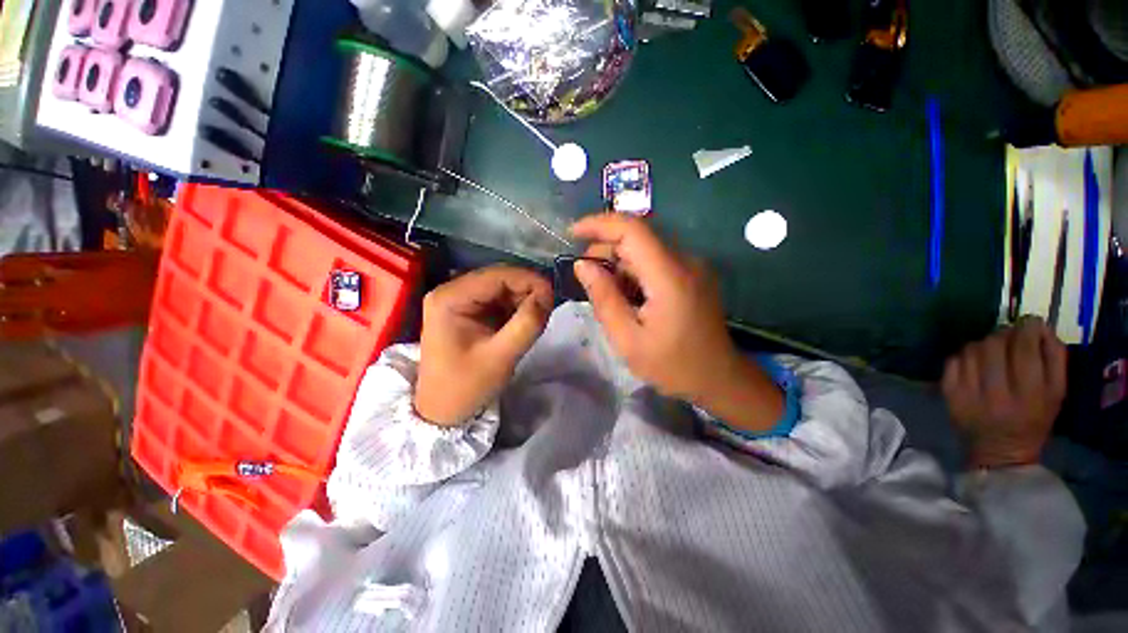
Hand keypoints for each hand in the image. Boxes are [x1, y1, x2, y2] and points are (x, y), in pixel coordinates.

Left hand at [415, 266, 552, 425]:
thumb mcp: (501, 357)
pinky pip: (498, 299)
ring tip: (535, 318)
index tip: (552, 296)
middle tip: (547, 309)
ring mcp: (458, 299)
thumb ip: (527, 324)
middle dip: (526, 290)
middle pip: (499, 278)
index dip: (529, 281)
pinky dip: (515, 307)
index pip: (497, 275)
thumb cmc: (466, 386)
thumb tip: (548, 296)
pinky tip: (522, 321)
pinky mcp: (467, 310)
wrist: (443, 410)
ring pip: (501, 287)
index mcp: (450, 298)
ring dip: (522, 299)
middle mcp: (451, 291)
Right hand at [571, 214, 782, 430]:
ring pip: (645, 248)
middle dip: (605, 248)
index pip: (632, 229)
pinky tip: (627, 295)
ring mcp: (692, 266)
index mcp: (669, 276)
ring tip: (605, 292)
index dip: (599, 224)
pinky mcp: (693, 274)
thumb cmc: (671, 365)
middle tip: (585, 277)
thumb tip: (582, 265)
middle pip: (637, 236)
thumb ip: (603, 298)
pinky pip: (656, 260)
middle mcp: (685, 261)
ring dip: (619, 262)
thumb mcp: (627, 339)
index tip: (572, 233)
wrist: (718, 378)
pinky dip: (634, 271)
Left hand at [942, 317, 1067, 468]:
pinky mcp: (948, 393)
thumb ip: (1054, 358)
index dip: (1027, 329)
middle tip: (1011, 337)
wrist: (998, 451)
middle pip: (994, 344)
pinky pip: (953, 361)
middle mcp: (996, 394)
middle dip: (1005, 334)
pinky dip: (965, 356)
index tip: (1030, 323)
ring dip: (984, 344)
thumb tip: (1040, 327)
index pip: (1024, 349)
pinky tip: (975, 363)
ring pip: (972, 349)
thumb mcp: (1057, 393)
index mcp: (1029, 395)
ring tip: (993, 352)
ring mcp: (967, 393)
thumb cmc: (1034, 420)